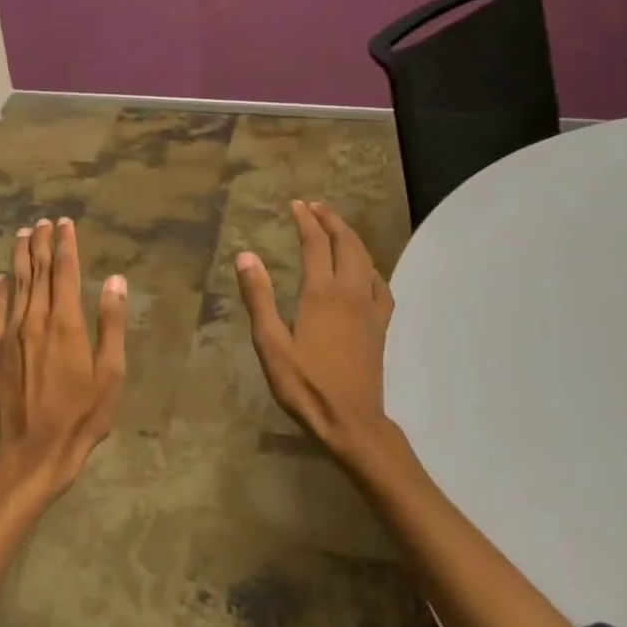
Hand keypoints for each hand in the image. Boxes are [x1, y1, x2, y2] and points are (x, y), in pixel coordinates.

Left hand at [0, 218, 127, 498]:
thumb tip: (115, 281)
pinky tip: (1, 278)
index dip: (65, 245)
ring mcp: (12, 335)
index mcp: (65, 322)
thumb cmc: (82, 414)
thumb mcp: (111, 372)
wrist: (35, 449)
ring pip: (16, 285)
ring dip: (20, 258)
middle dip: (41, 244)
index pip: (64, 272)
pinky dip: (0, 291)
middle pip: (38, 272)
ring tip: (22, 235)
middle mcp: (35, 320)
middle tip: (42, 221)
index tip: (65, 223)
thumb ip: (111, 324)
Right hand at [235, 201, 403, 470]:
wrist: (351, 421)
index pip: (316, 244)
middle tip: (315, 208)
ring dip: (351, 238)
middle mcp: (350, 292)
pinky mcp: (380, 325)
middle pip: (347, 244)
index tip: (296, 205)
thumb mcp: (271, 344)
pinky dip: (370, 267)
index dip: (306, 221)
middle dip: (332, 221)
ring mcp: (370, 308)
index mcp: (322, 294)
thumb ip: (259, 298)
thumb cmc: (305, 385)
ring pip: (366, 260)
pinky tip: (365, 272)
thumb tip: (247, 255)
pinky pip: (379, 284)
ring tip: (337, 228)